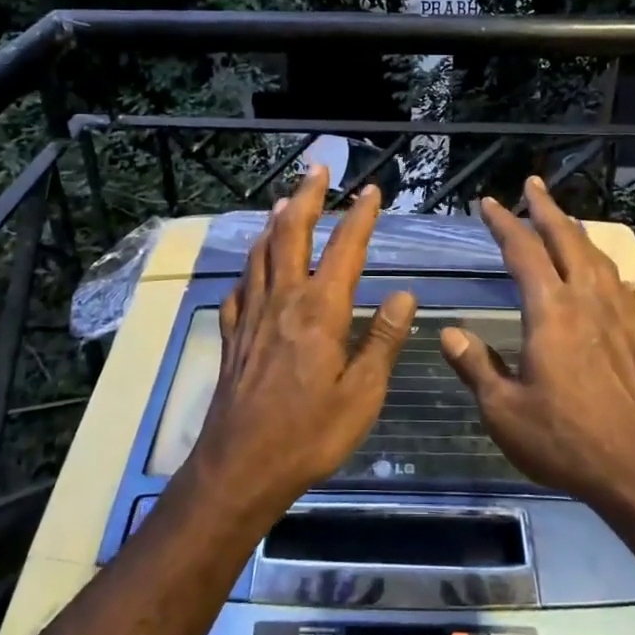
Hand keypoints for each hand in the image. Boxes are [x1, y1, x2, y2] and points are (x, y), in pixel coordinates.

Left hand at [189, 168, 417, 516]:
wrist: (241, 466)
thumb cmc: (310, 434)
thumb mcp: (362, 394)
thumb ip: (382, 339)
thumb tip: (403, 293)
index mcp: (320, 310)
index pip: (345, 249)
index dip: (360, 216)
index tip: (372, 190)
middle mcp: (283, 300)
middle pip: (292, 235)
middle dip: (307, 197)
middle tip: (317, 169)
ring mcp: (252, 316)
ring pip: (261, 254)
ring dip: (274, 223)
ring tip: (284, 203)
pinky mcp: (231, 336)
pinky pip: (238, 288)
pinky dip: (248, 268)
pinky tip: (250, 269)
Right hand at [440, 176, 634, 511]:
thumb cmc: (564, 439)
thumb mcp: (504, 410)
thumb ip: (476, 367)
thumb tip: (449, 334)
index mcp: (550, 311)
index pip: (524, 252)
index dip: (504, 223)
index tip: (488, 202)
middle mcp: (585, 302)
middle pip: (566, 240)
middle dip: (546, 209)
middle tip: (533, 184)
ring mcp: (615, 317)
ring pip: (596, 257)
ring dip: (576, 231)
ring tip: (564, 219)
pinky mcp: (633, 337)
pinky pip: (617, 285)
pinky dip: (603, 265)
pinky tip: (604, 273)